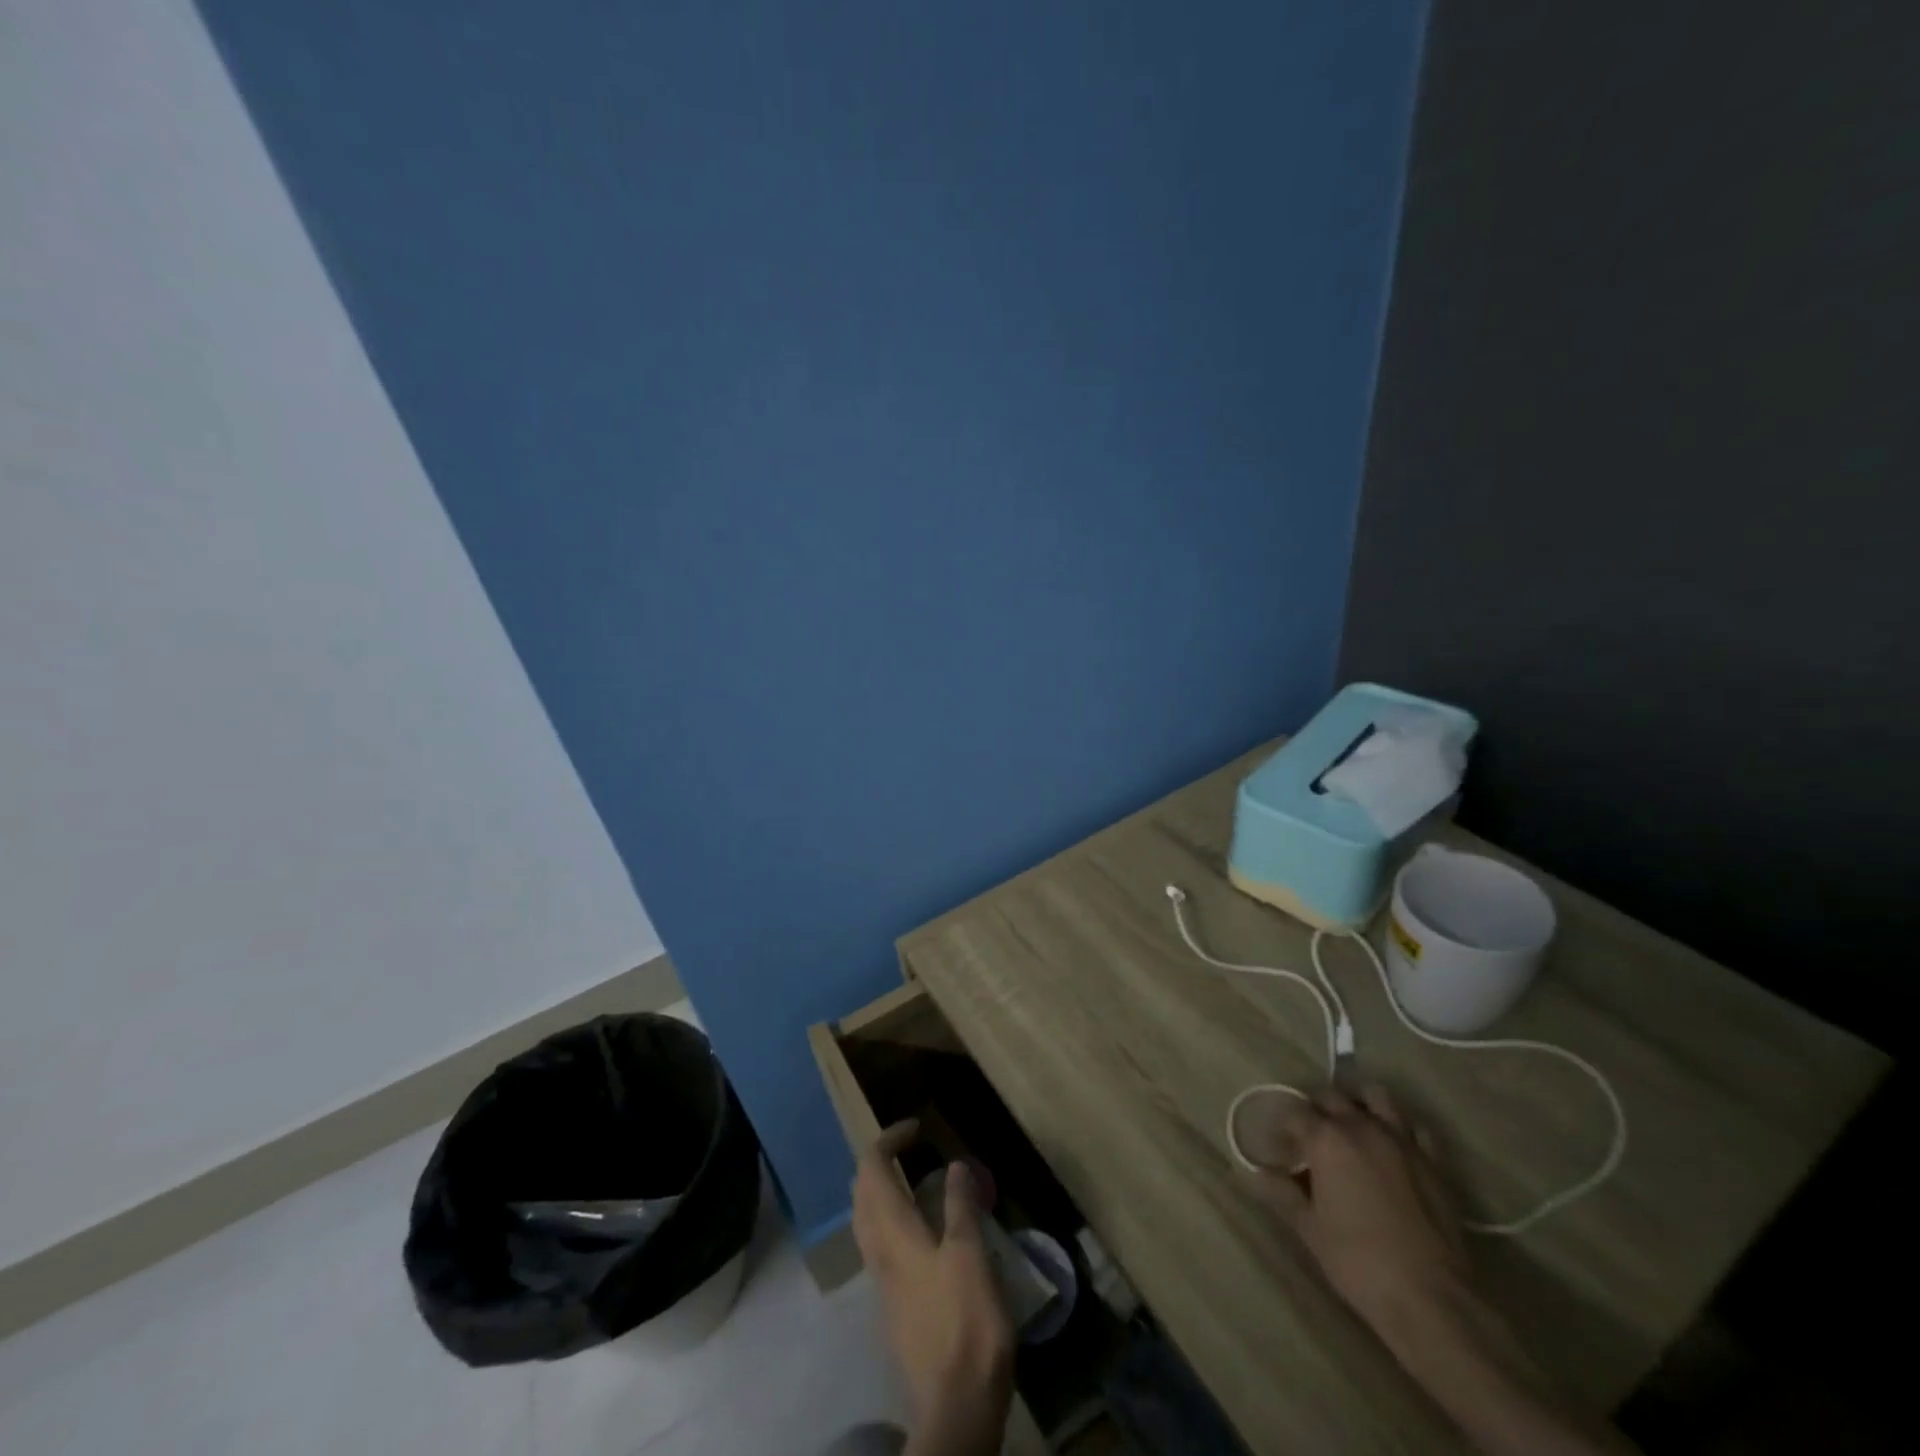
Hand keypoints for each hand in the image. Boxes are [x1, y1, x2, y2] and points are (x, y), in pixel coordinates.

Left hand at [852, 1121, 1013, 1455]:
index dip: (889, 1140)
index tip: (918, 1128)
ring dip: (882, 1191)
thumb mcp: (969, 1255)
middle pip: (861, 1192)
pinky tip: (922, 1231)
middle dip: (879, 1162)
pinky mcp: (892, 1304)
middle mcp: (878, 1251)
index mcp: (892, 1232)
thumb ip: (959, 1206)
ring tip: (916, 1182)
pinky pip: (879, 1245)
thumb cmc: (965, 1321)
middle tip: (911, 1150)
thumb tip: (954, 1165)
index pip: (872, 1168)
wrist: (956, 1406)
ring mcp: (881, 1281)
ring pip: (866, 1220)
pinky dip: (891, 1219)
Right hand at [1243, 1083, 1468, 1330]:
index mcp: (1327, 1139)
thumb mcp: (1309, 1229)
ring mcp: (1401, 1140)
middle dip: (1315, 1110)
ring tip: (1350, 1127)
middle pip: (1331, 1097)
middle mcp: (1361, 1127)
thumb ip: (1281, 1193)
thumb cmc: (1359, 1262)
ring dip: (1358, 1104)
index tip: (1280, 1146)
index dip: (1283, 1126)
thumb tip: (1255, 1173)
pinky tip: (1390, 1147)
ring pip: (1375, 1097)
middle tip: (1309, 1137)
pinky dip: (1398, 1127)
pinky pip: (1413, 1127)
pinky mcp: (1432, 1162)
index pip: (1294, 1112)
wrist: (1431, 1299)